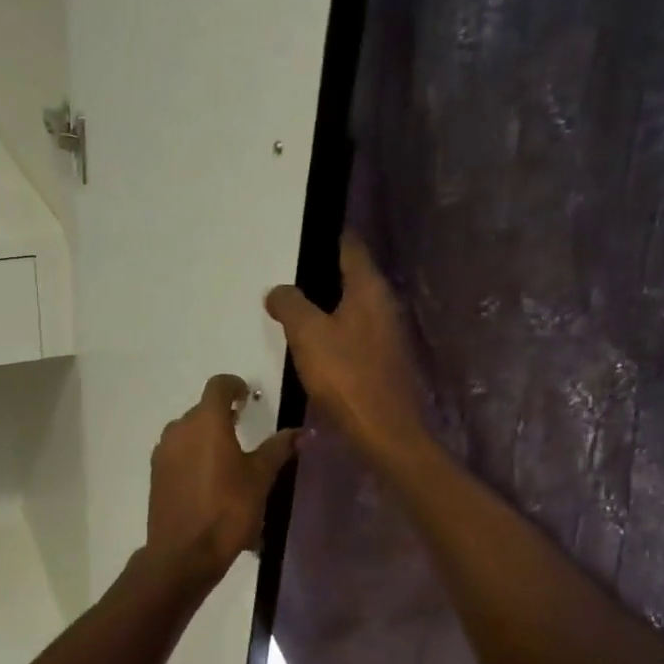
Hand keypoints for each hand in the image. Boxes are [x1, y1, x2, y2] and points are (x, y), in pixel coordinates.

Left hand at [146, 374, 298, 583]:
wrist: (184, 553)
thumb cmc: (227, 510)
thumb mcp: (260, 479)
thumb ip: (277, 449)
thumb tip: (299, 432)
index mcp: (206, 422)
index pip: (218, 386)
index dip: (234, 386)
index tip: (248, 397)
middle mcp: (179, 429)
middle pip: (202, 410)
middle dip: (223, 415)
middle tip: (244, 430)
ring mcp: (163, 452)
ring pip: (188, 432)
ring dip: (207, 437)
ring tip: (228, 458)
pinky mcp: (156, 474)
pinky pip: (178, 453)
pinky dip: (194, 456)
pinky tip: (209, 480)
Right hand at [266, 236, 427, 471]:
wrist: (383, 432)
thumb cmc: (346, 376)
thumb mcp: (307, 334)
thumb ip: (290, 305)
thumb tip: (278, 291)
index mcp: (369, 290)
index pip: (350, 248)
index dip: (330, 236)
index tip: (305, 231)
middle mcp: (383, 305)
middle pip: (352, 277)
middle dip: (323, 272)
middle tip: (288, 269)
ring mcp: (386, 335)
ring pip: (352, 307)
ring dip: (326, 303)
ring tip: (293, 304)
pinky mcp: (381, 361)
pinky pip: (352, 333)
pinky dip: (333, 329)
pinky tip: (312, 341)